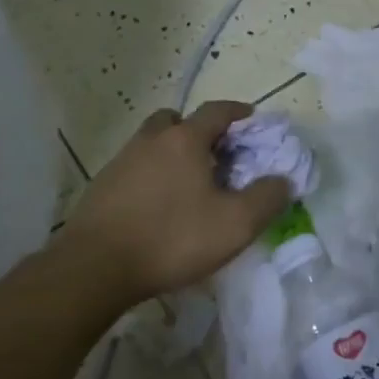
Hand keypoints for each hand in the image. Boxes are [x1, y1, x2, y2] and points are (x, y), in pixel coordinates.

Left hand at [60, 102, 291, 302]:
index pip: (216, 110)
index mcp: (185, 140)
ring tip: (188, 185)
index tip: (252, 119)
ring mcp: (121, 162)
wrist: (94, 268)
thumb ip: (267, 198)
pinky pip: (134, 169)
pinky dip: (151, 176)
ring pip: (152, 144)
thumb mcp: (236, 224)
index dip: (238, 112)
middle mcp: (151, 141)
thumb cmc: (172, 238)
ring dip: (172, 154)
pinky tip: (159, 207)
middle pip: (176, 120)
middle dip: (198, 130)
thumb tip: (283, 180)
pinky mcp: (101, 188)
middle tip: (215, 154)